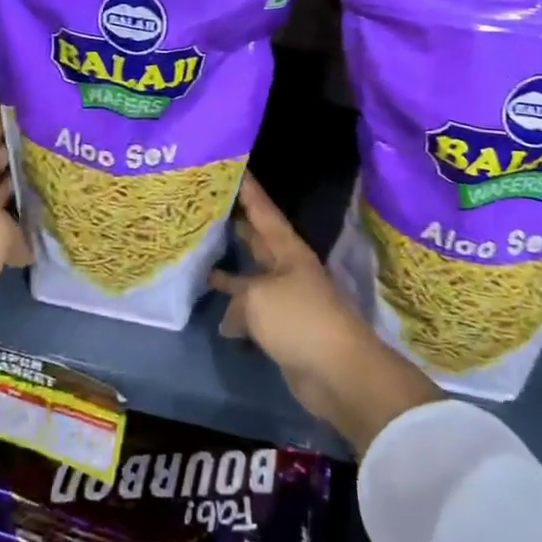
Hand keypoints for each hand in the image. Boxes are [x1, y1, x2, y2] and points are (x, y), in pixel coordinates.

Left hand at [0, 102, 29, 347]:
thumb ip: (20, 229)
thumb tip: (26, 244)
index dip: (0, 124)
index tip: (19, 105)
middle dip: (16, 155)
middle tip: (49, 142)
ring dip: (20, 192)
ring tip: (52, 180)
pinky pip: (0, 233)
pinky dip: (18, 229)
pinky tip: (41, 230)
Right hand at [211, 174, 441, 454]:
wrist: (338, 373)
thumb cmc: (299, 320)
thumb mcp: (257, 297)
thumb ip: (238, 296)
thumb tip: (231, 317)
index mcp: (288, 250)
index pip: (264, 211)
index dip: (249, 191)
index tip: (235, 168)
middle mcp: (287, 269)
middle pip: (258, 241)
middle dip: (237, 224)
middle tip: (209, 206)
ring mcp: (286, 300)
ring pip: (252, 278)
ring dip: (231, 271)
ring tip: (203, 256)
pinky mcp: (283, 329)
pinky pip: (253, 312)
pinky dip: (236, 313)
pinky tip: (217, 316)